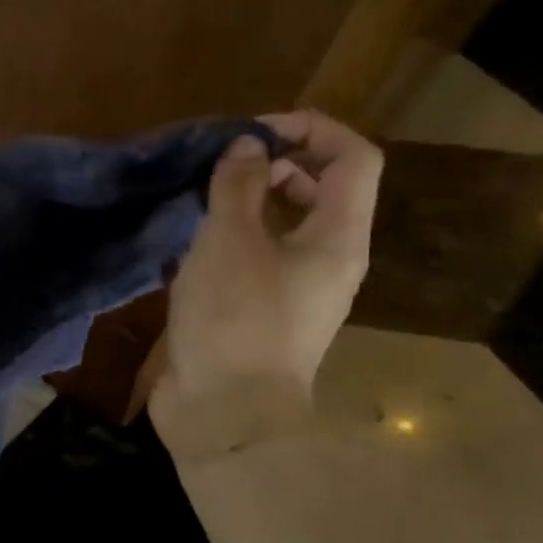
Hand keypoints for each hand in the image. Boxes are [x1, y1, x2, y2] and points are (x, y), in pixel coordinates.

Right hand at [151, 109, 380, 457]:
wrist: (225, 413)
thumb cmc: (235, 320)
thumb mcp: (229, 242)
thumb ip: (238, 186)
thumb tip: (247, 146)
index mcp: (338, 238)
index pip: (354, 158)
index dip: (311, 129)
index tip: (253, 132)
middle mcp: (328, 260)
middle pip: (320, 189)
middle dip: (274, 164)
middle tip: (220, 165)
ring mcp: (296, 290)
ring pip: (284, 226)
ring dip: (247, 203)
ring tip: (198, 201)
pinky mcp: (263, 312)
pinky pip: (257, 258)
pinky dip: (230, 240)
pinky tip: (189, 246)